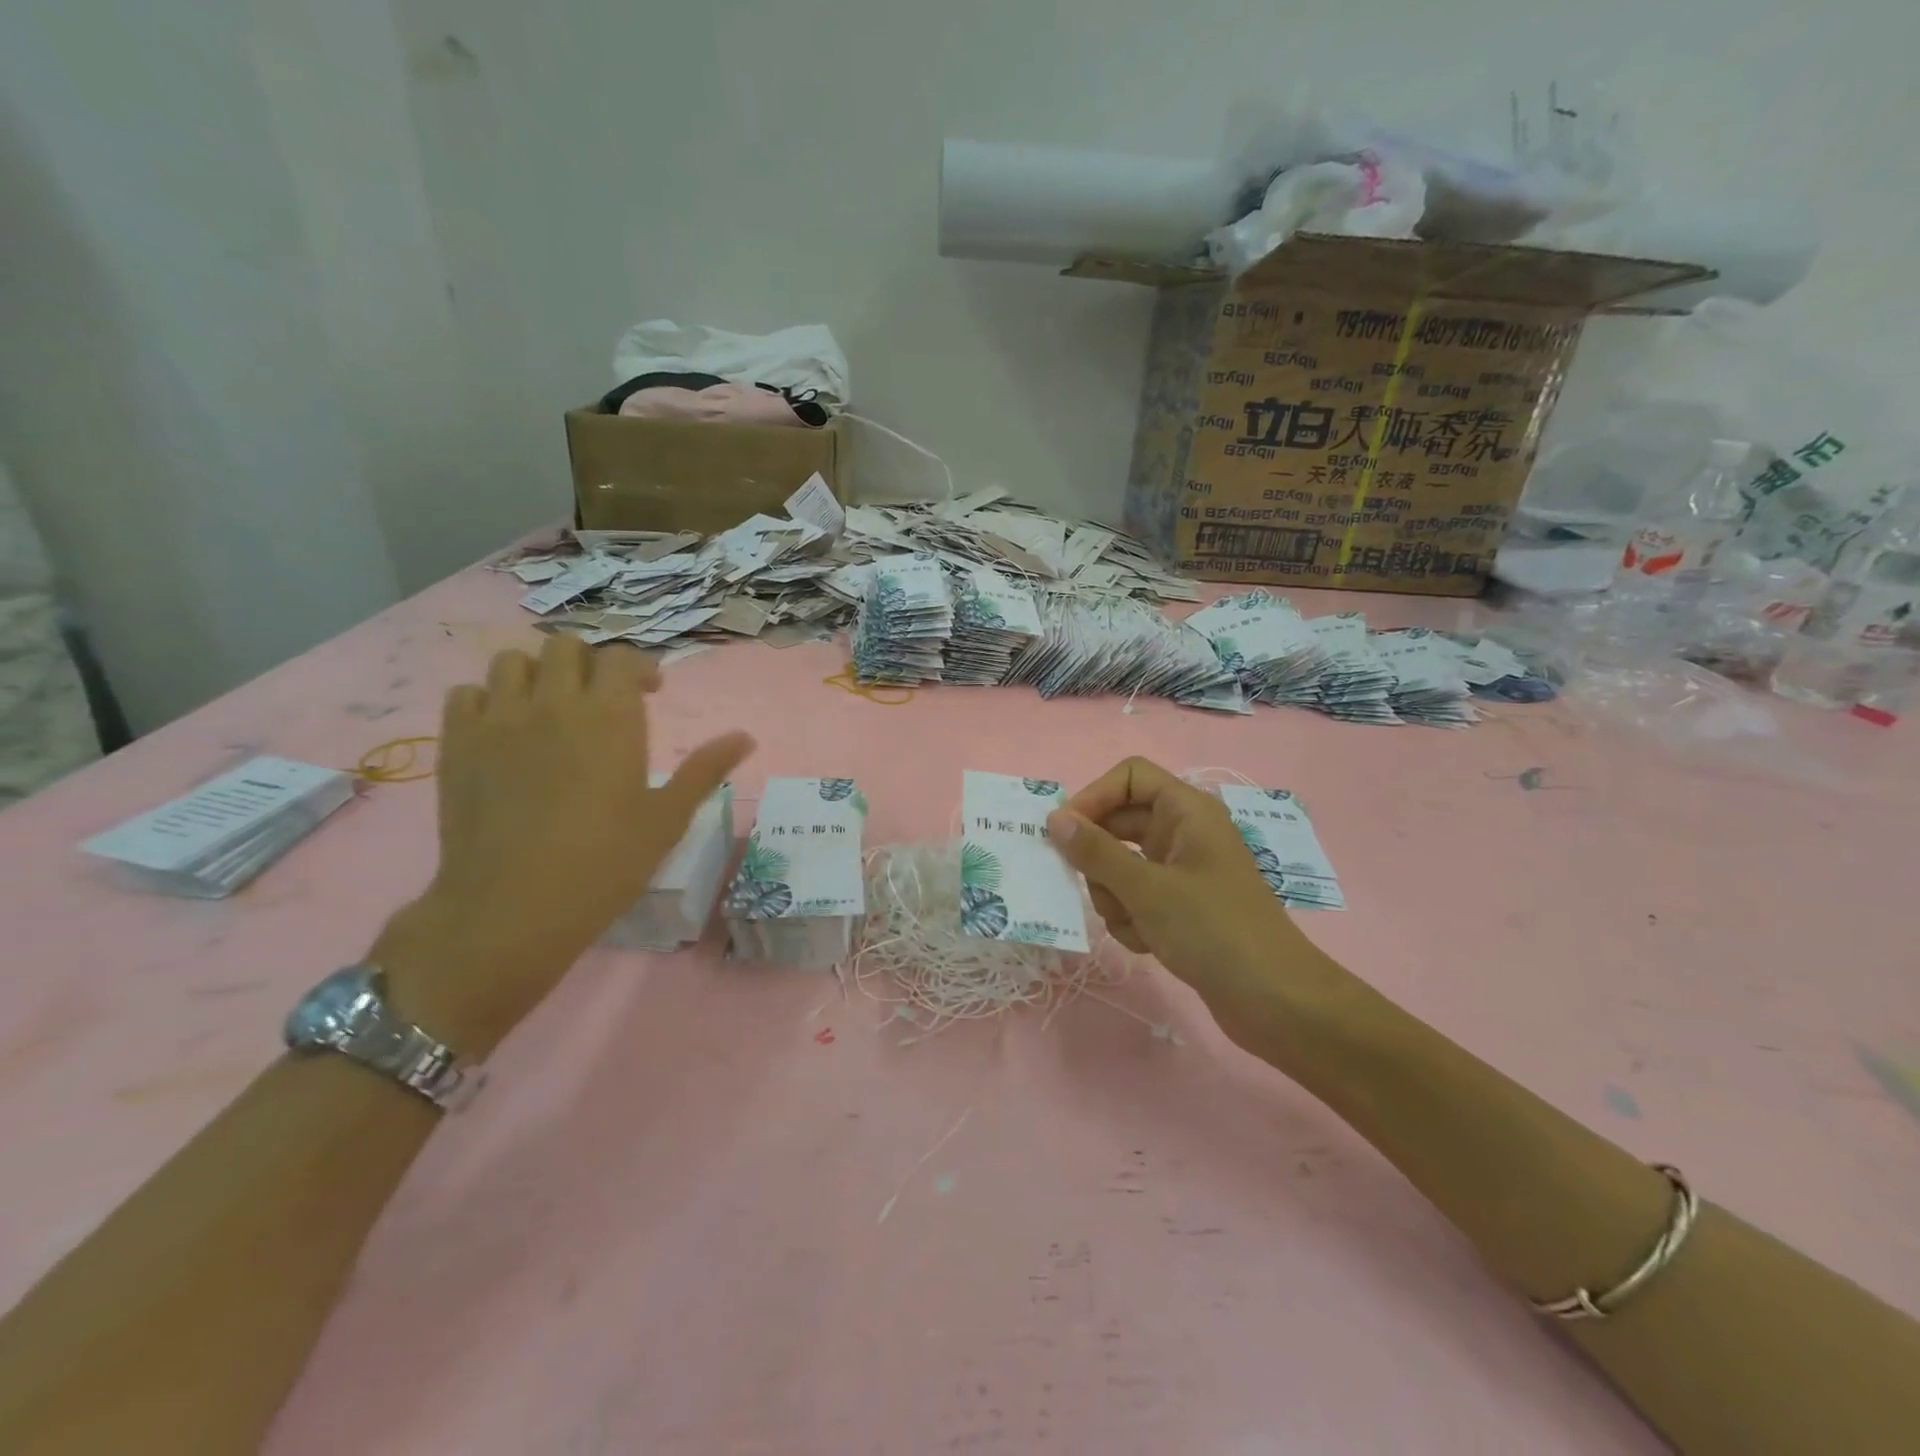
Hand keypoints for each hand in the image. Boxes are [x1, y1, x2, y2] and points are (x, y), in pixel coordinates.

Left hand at [377, 636, 754, 1053]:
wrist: (513, 907)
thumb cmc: (605, 863)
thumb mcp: (667, 818)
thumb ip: (705, 770)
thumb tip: (746, 737)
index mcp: (610, 717)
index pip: (621, 659)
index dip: (639, 667)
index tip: (650, 691)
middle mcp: (553, 703)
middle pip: (565, 647)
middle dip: (588, 662)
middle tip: (601, 697)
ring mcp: (498, 720)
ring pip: (512, 661)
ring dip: (537, 673)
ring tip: (550, 706)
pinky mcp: (456, 744)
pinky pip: (465, 693)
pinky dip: (488, 699)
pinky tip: (503, 729)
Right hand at [1046, 757, 1341, 1048]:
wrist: (1274, 1001)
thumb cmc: (1212, 930)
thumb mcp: (1146, 889)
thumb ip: (1095, 851)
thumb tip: (1055, 818)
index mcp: (1187, 811)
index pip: (1129, 777)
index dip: (1094, 796)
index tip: (1064, 831)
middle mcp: (1184, 833)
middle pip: (1119, 824)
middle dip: (1099, 858)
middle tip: (1086, 885)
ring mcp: (1182, 871)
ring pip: (1121, 865)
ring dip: (1114, 895)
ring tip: (1132, 923)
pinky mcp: (1180, 906)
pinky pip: (1136, 897)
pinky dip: (1132, 917)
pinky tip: (1146, 942)